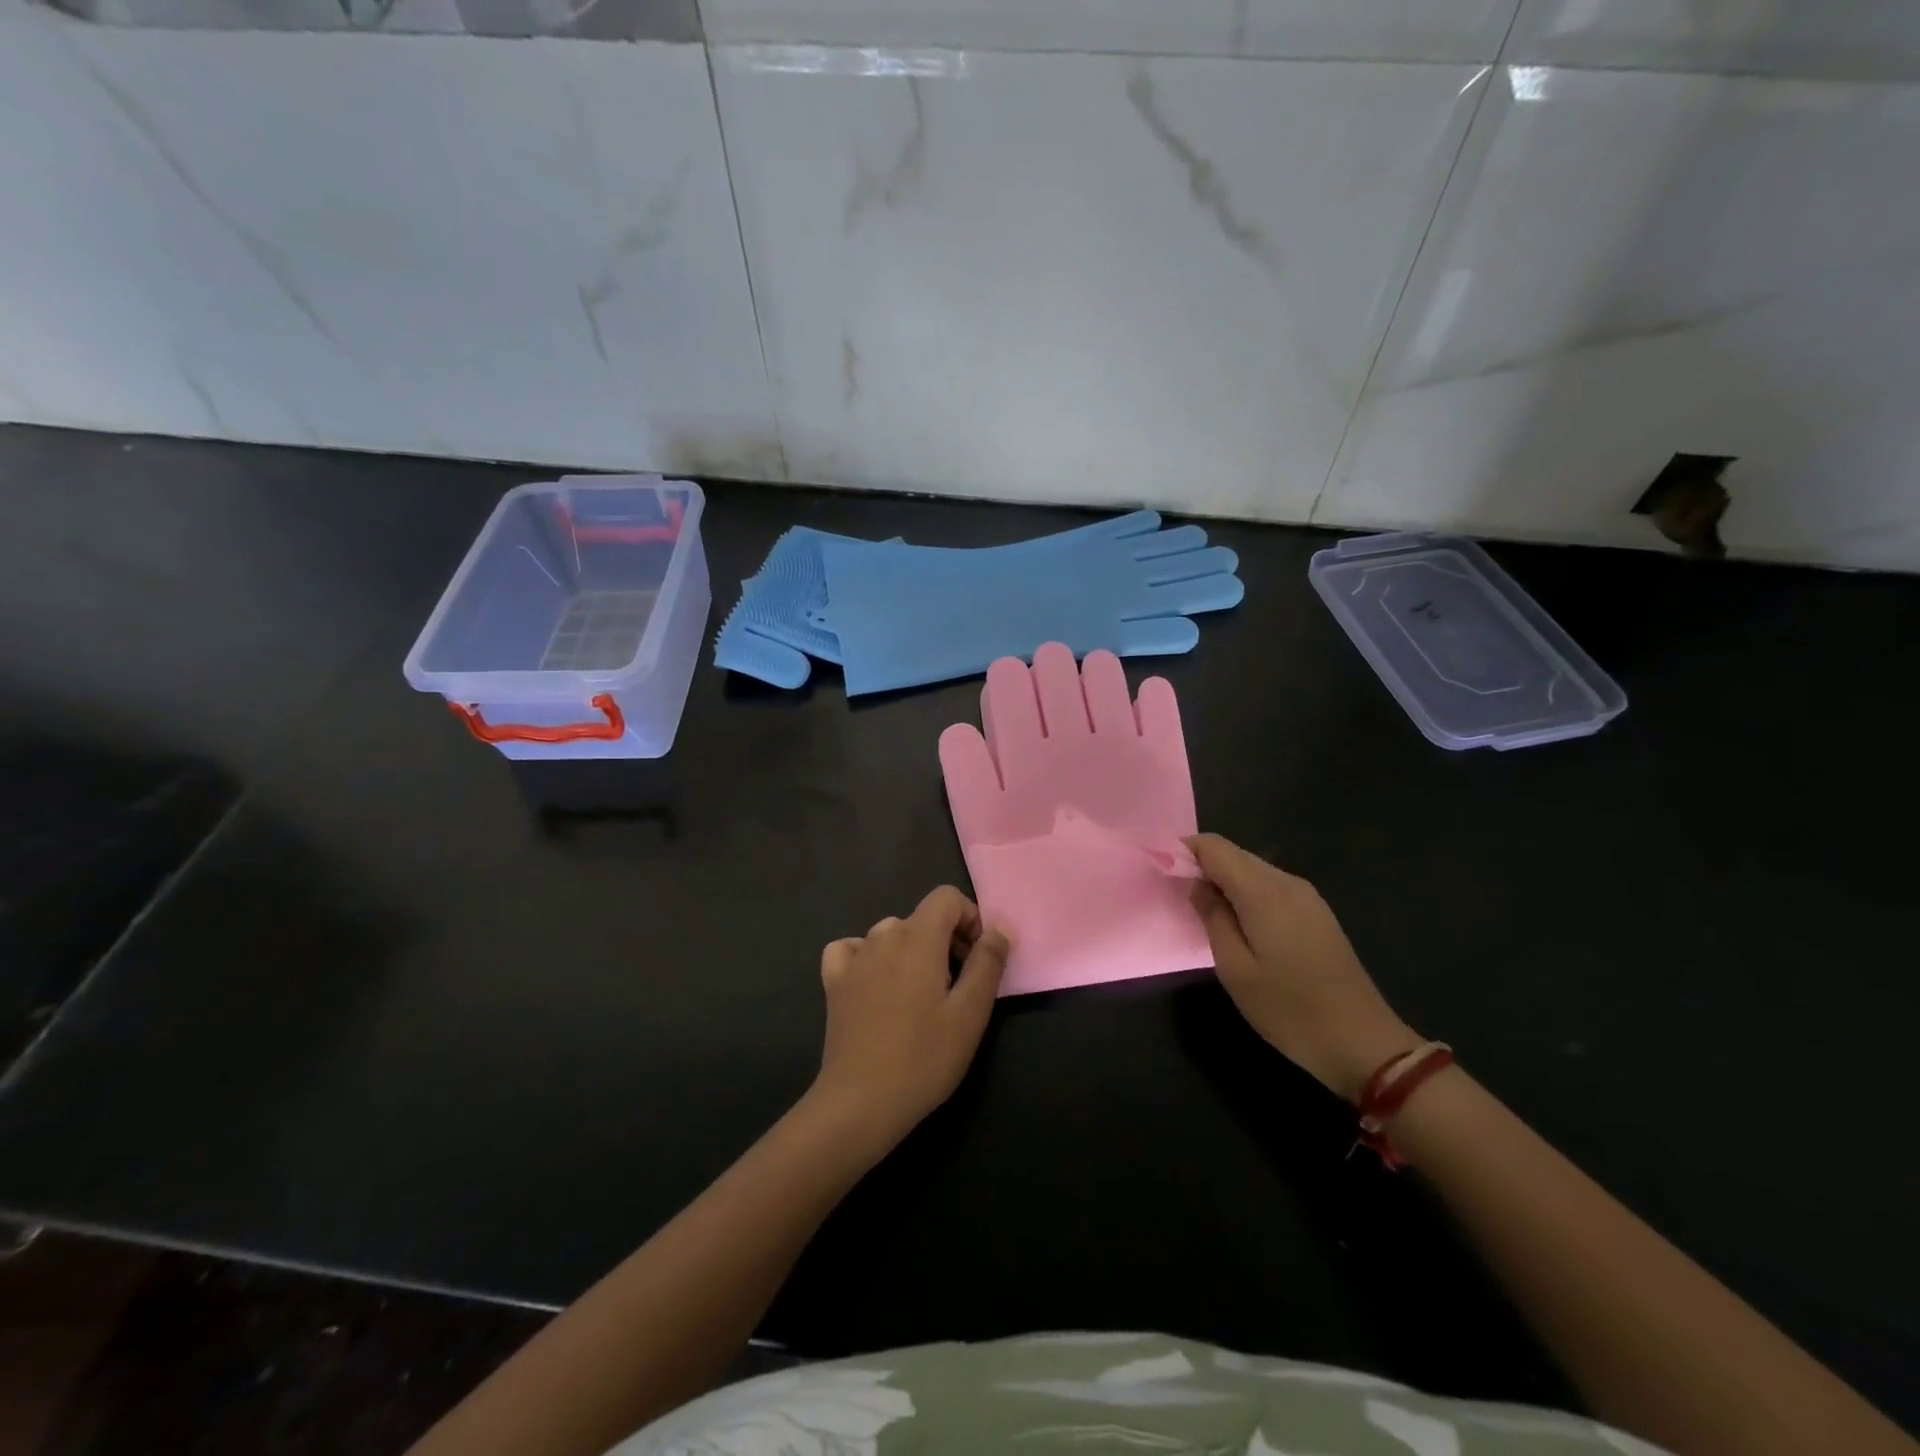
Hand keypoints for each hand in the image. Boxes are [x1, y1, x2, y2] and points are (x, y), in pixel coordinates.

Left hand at [809, 886, 1010, 1150]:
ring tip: (921, 996)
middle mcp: (883, 935)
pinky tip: (876, 985)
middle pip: (922, 918)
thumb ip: (988, 962)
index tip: (978, 958)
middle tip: (958, 987)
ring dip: (912, 951)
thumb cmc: (924, 1057)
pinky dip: (869, 957)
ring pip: (890, 934)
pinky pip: (853, 949)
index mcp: (918, 937)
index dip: (969, 918)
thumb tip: (1000, 926)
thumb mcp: (971, 1013)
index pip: (946, 897)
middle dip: (946, 940)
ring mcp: (854, 957)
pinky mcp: (834, 981)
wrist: (861, 1102)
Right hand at [1187, 834, 1419, 1101]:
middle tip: (1177, 896)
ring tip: (1204, 913)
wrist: (1363, 1043)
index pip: (1214, 847)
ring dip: (1224, 881)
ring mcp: (1307, 897)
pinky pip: (1271, 887)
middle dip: (1202, 865)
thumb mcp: (1235, 969)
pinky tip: (1239, 924)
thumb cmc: (1289, 1009)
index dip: (1184, 851)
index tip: (1161, 871)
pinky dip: (1246, 894)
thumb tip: (1198, 885)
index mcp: (1263, 892)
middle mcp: (1287, 883)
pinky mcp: (1317, 914)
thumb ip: (1212, 918)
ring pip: (1253, 870)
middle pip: (1234, 854)